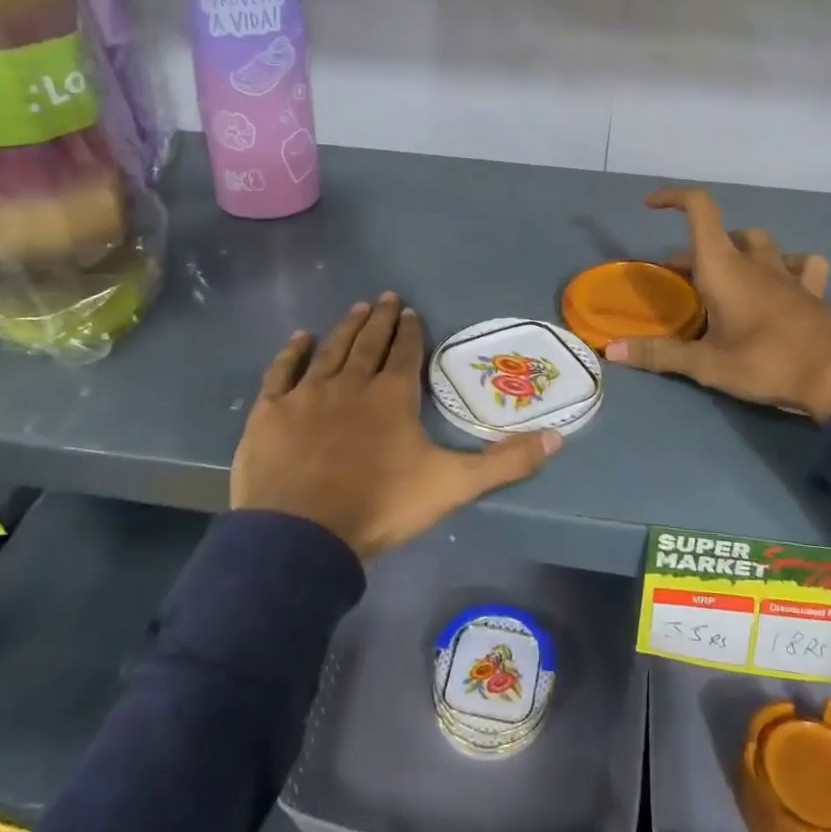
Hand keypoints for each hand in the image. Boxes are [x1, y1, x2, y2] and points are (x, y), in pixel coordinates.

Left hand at [231, 293, 560, 557]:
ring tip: (356, 308)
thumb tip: (558, 437)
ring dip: (345, 327)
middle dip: (379, 319)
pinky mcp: (272, 410)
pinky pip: (283, 371)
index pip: (404, 354)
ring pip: (331, 349)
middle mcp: (351, 383)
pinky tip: (300, 338)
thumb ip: (505, 462)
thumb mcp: (453, 486)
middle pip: (368, 343)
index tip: (410, 312)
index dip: (409, 332)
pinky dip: (293, 352)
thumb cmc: (379, 506)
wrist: (300, 535)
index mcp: (392, 396)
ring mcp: (308, 394)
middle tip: (385, 297)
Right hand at [606, 188, 830, 421]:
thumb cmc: (768, 363)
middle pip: (724, 235)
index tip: (651, 205)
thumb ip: (659, 354)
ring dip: (741, 250)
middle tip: (681, 277)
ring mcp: (790, 274)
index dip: (675, 197)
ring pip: (762, 244)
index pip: (701, 210)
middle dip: (697, 249)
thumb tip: (611, 351)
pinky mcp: (815, 292)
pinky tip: (784, 283)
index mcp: (726, 268)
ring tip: (730, 274)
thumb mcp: (708, 364)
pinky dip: (787, 266)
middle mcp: (757, 262)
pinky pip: (801, 265)